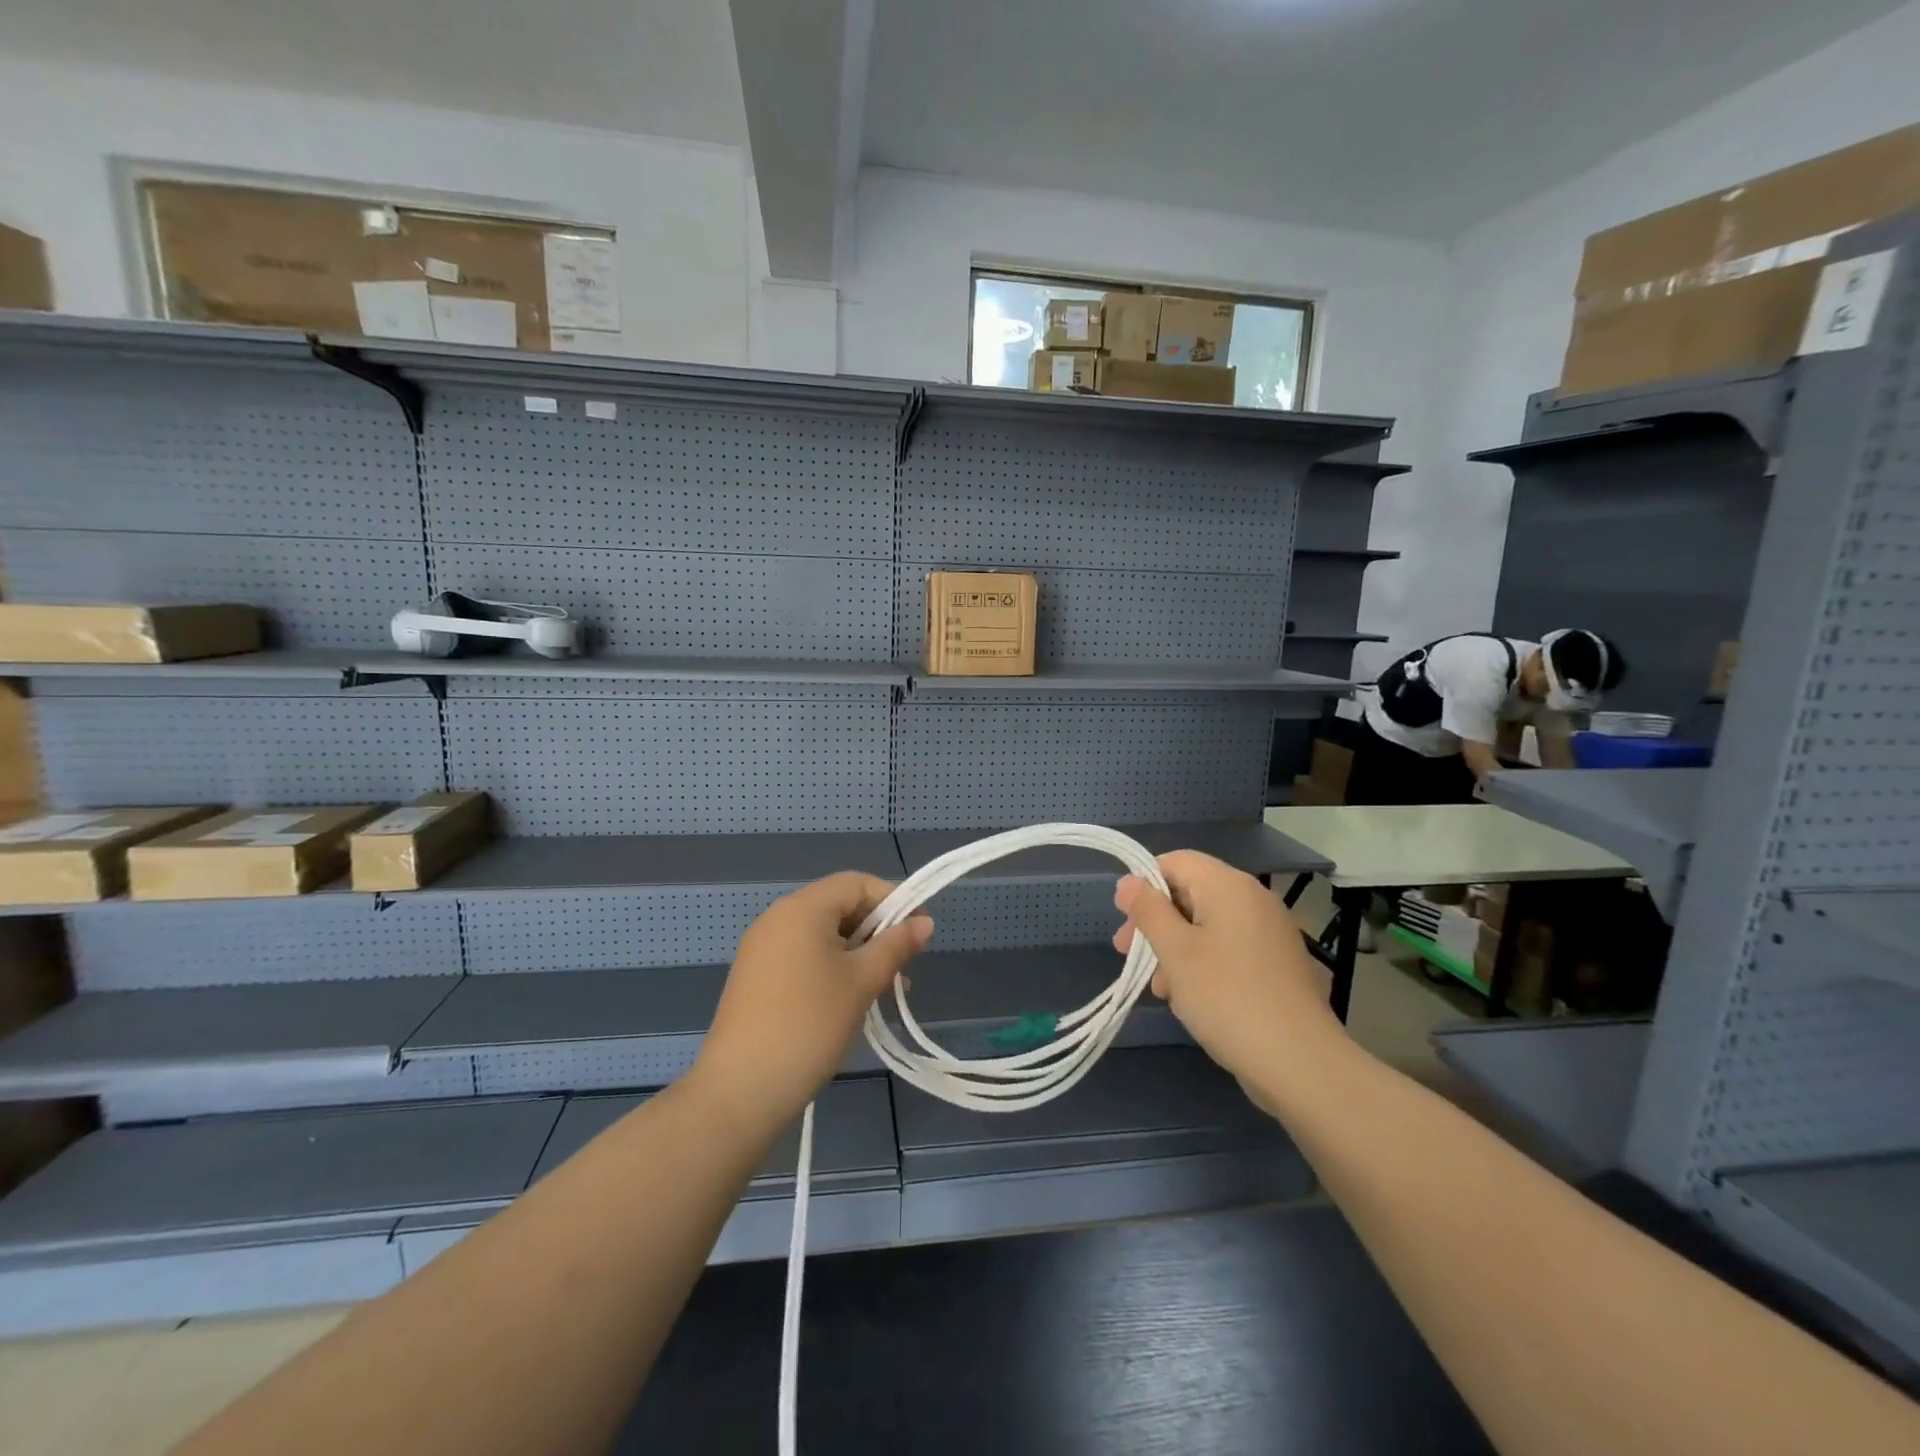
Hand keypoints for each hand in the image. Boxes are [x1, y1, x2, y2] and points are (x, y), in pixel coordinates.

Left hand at [692, 872, 930, 1133]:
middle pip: (839, 906)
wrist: (741, 1089)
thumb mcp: (862, 982)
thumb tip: (924, 922)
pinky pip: (802, 956)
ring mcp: (762, 947)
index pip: (857, 883)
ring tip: (883, 989)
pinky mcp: (755, 976)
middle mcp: (778, 917)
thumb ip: (896, 946)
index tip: (919, 932)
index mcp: (803, 908)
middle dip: (877, 930)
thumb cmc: (810, 1024)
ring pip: (822, 935)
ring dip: (857, 953)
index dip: (893, 900)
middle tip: (903, 966)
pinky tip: (848, 1001)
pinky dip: (831, 968)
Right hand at [1112, 851, 1340, 1087]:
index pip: (1176, 861)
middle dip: (1156, 922)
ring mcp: (1269, 932)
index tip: (1125, 921)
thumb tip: (1128, 882)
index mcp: (1230, 886)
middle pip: (1191, 893)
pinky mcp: (1276, 964)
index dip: (1144, 884)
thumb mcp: (1175, 952)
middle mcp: (1253, 900)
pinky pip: (1228, 949)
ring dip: (1176, 948)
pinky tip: (1189, 998)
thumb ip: (1148, 911)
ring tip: (1160, 987)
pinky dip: (1202, 963)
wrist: (1300, 1063)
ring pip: (1207, 925)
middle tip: (1128, 954)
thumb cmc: (1227, 998)